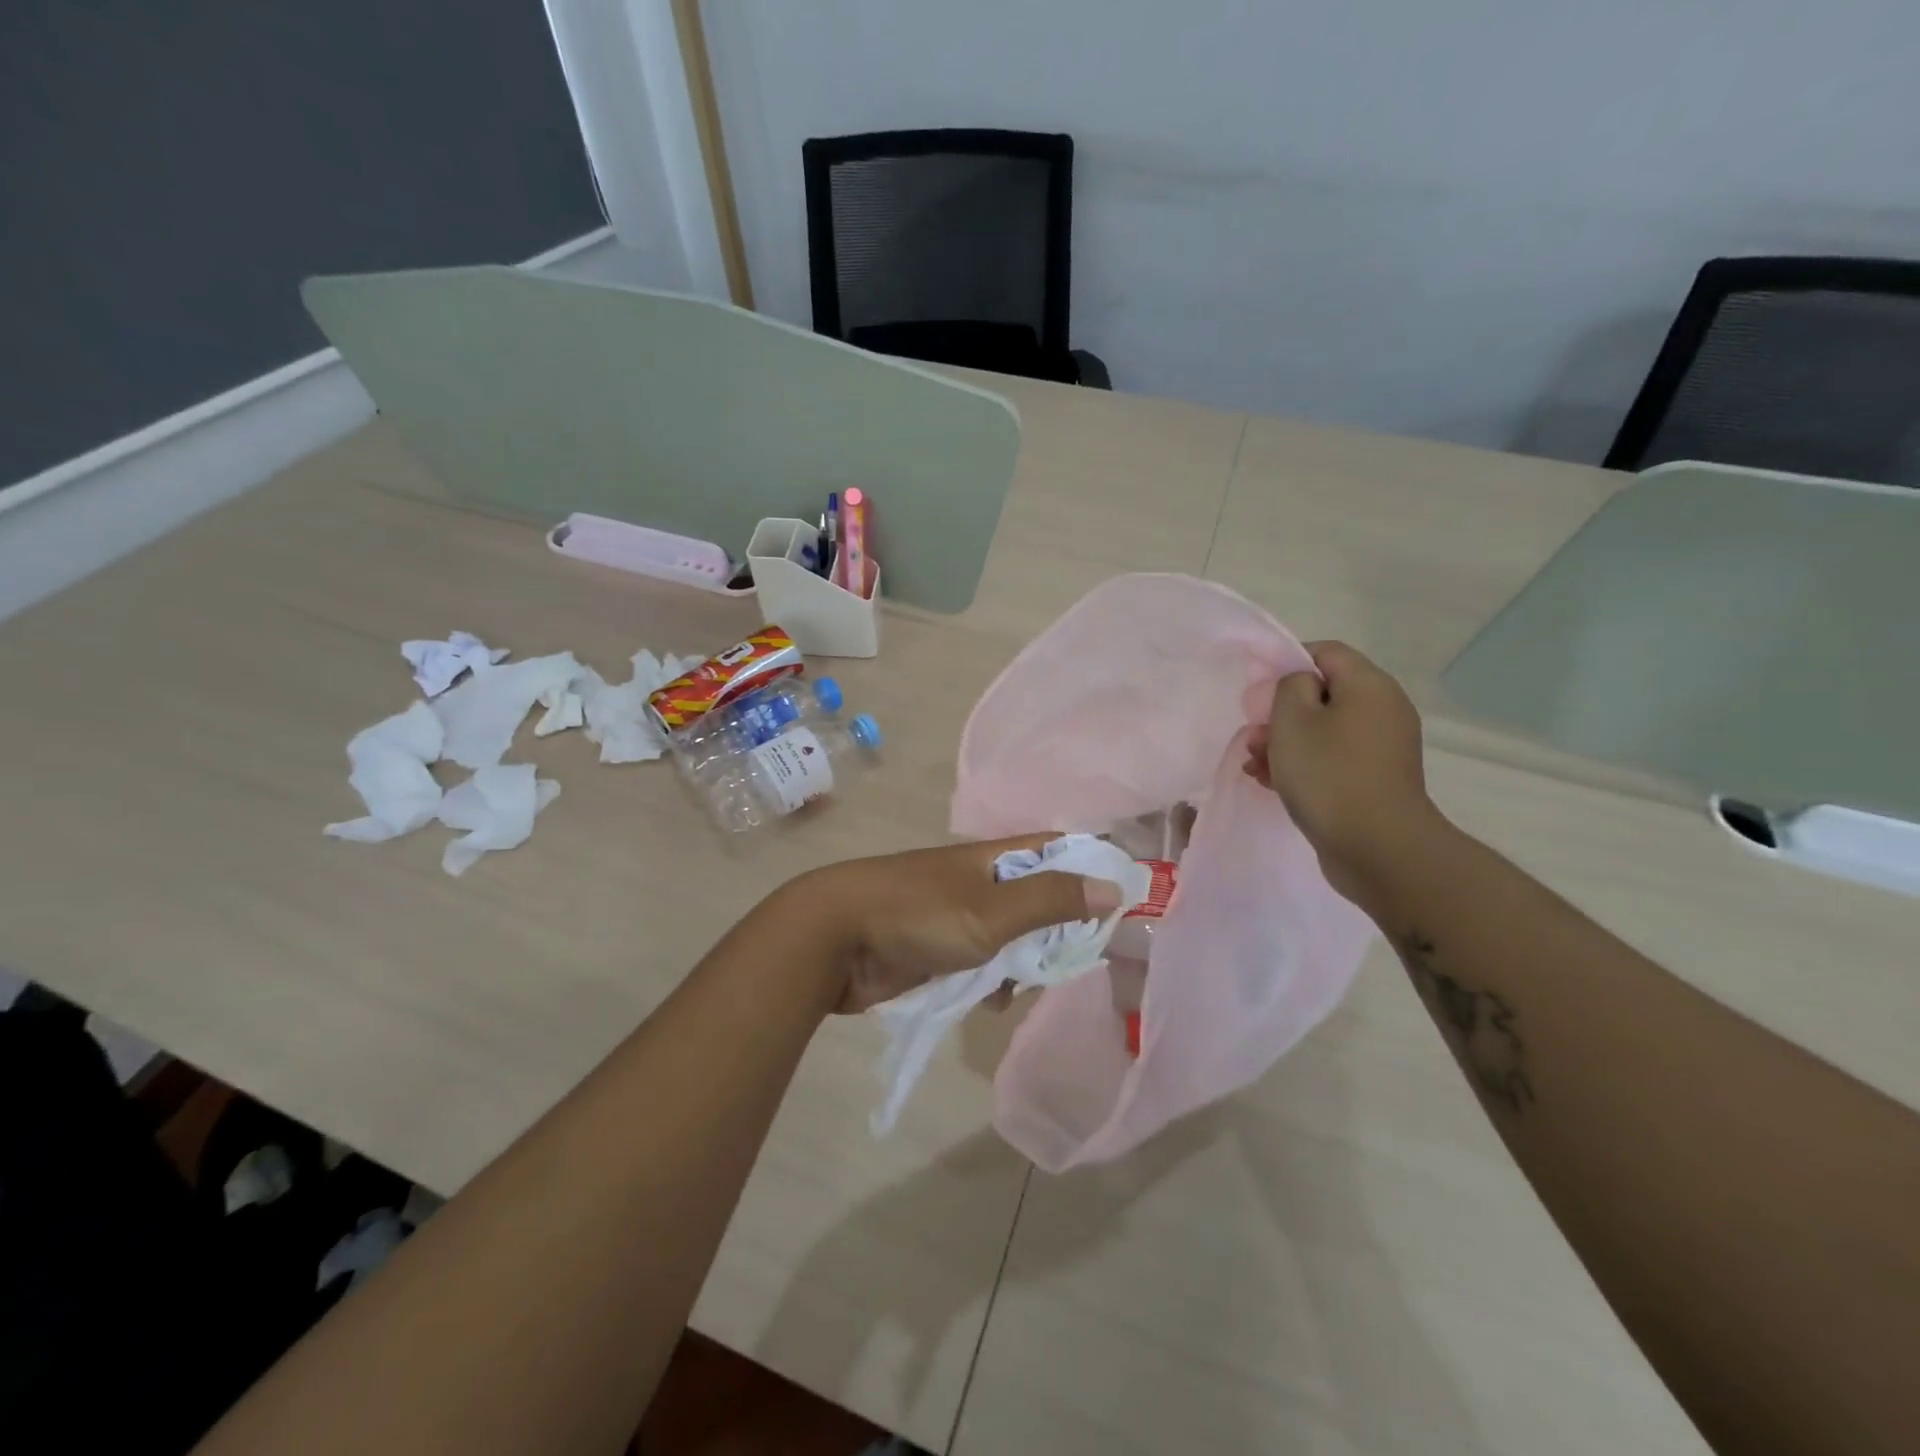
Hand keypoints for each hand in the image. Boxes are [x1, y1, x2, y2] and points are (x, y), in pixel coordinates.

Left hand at [796, 837, 1125, 1013]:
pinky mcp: (935, 948)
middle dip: (1058, 930)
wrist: (833, 939)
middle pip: (1037, 898)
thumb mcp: (993, 910)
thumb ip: (1052, 899)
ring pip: (1010, 937)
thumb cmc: (918, 915)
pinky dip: (991, 980)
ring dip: (1023, 963)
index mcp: (994, 858)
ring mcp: (955, 915)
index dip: (1088, 868)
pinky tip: (990, 1002)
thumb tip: (1114, 886)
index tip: (1117, 902)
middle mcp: (978, 881)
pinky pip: (980, 962)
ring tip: (1022, 988)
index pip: (1055, 849)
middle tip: (1073, 960)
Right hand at [1244, 641, 1445, 906]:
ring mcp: (1381, 748)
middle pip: (1323, 694)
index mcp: (1369, 686)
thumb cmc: (1329, 774)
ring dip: (1284, 743)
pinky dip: (1303, 765)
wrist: (1377, 847)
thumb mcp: (1293, 720)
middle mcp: (1383, 710)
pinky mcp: (1373, 780)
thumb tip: (1300, 686)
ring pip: (1323, 730)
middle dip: (1280, 713)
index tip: (1257, 691)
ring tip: (1255, 765)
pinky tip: (1272, 783)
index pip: (1325, 652)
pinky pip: (1332, 759)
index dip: (1287, 663)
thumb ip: (1289, 687)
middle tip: (1253, 736)